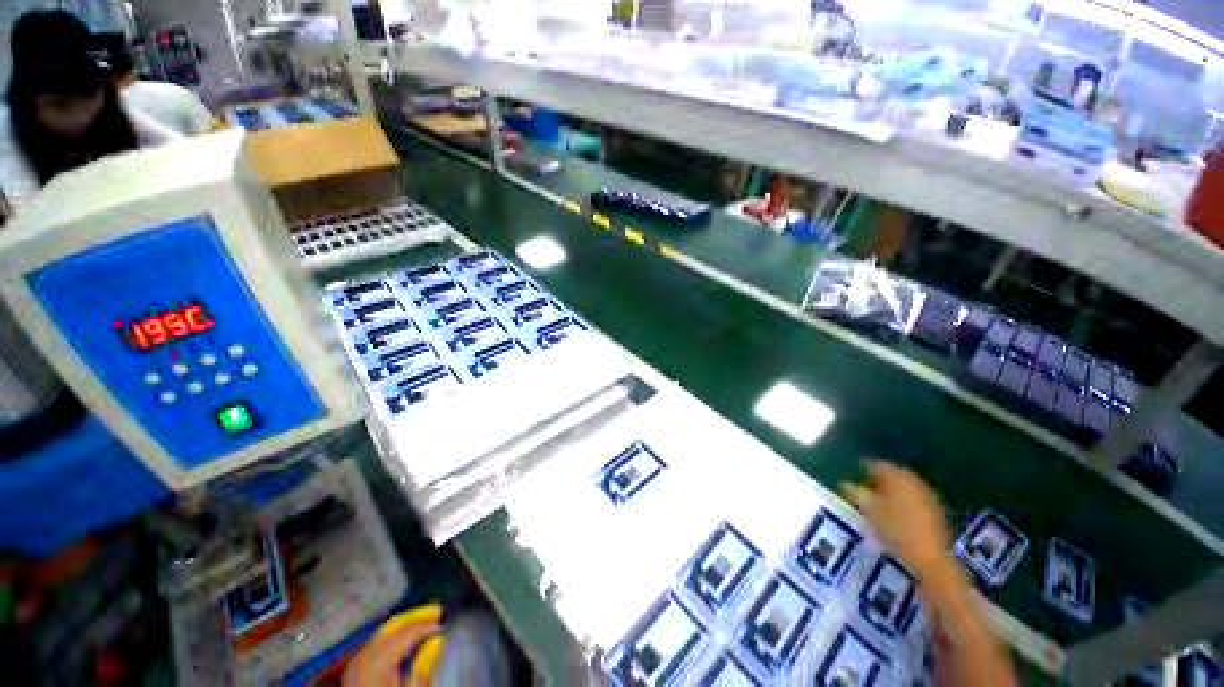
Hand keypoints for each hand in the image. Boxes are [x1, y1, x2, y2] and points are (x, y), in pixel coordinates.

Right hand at [841, 461, 950, 577]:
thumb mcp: (868, 509)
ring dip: (889, 493)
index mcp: (895, 474)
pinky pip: (913, 498)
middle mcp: (912, 479)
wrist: (930, 556)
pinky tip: (895, 516)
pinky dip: (902, 503)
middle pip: (890, 474)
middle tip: (862, 493)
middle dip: (875, 482)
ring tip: (877, 506)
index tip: (851, 481)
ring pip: (902, 487)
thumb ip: (854, 492)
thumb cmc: (894, 528)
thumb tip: (844, 484)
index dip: (860, 471)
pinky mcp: (935, 509)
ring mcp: (927, 493)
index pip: (874, 464)